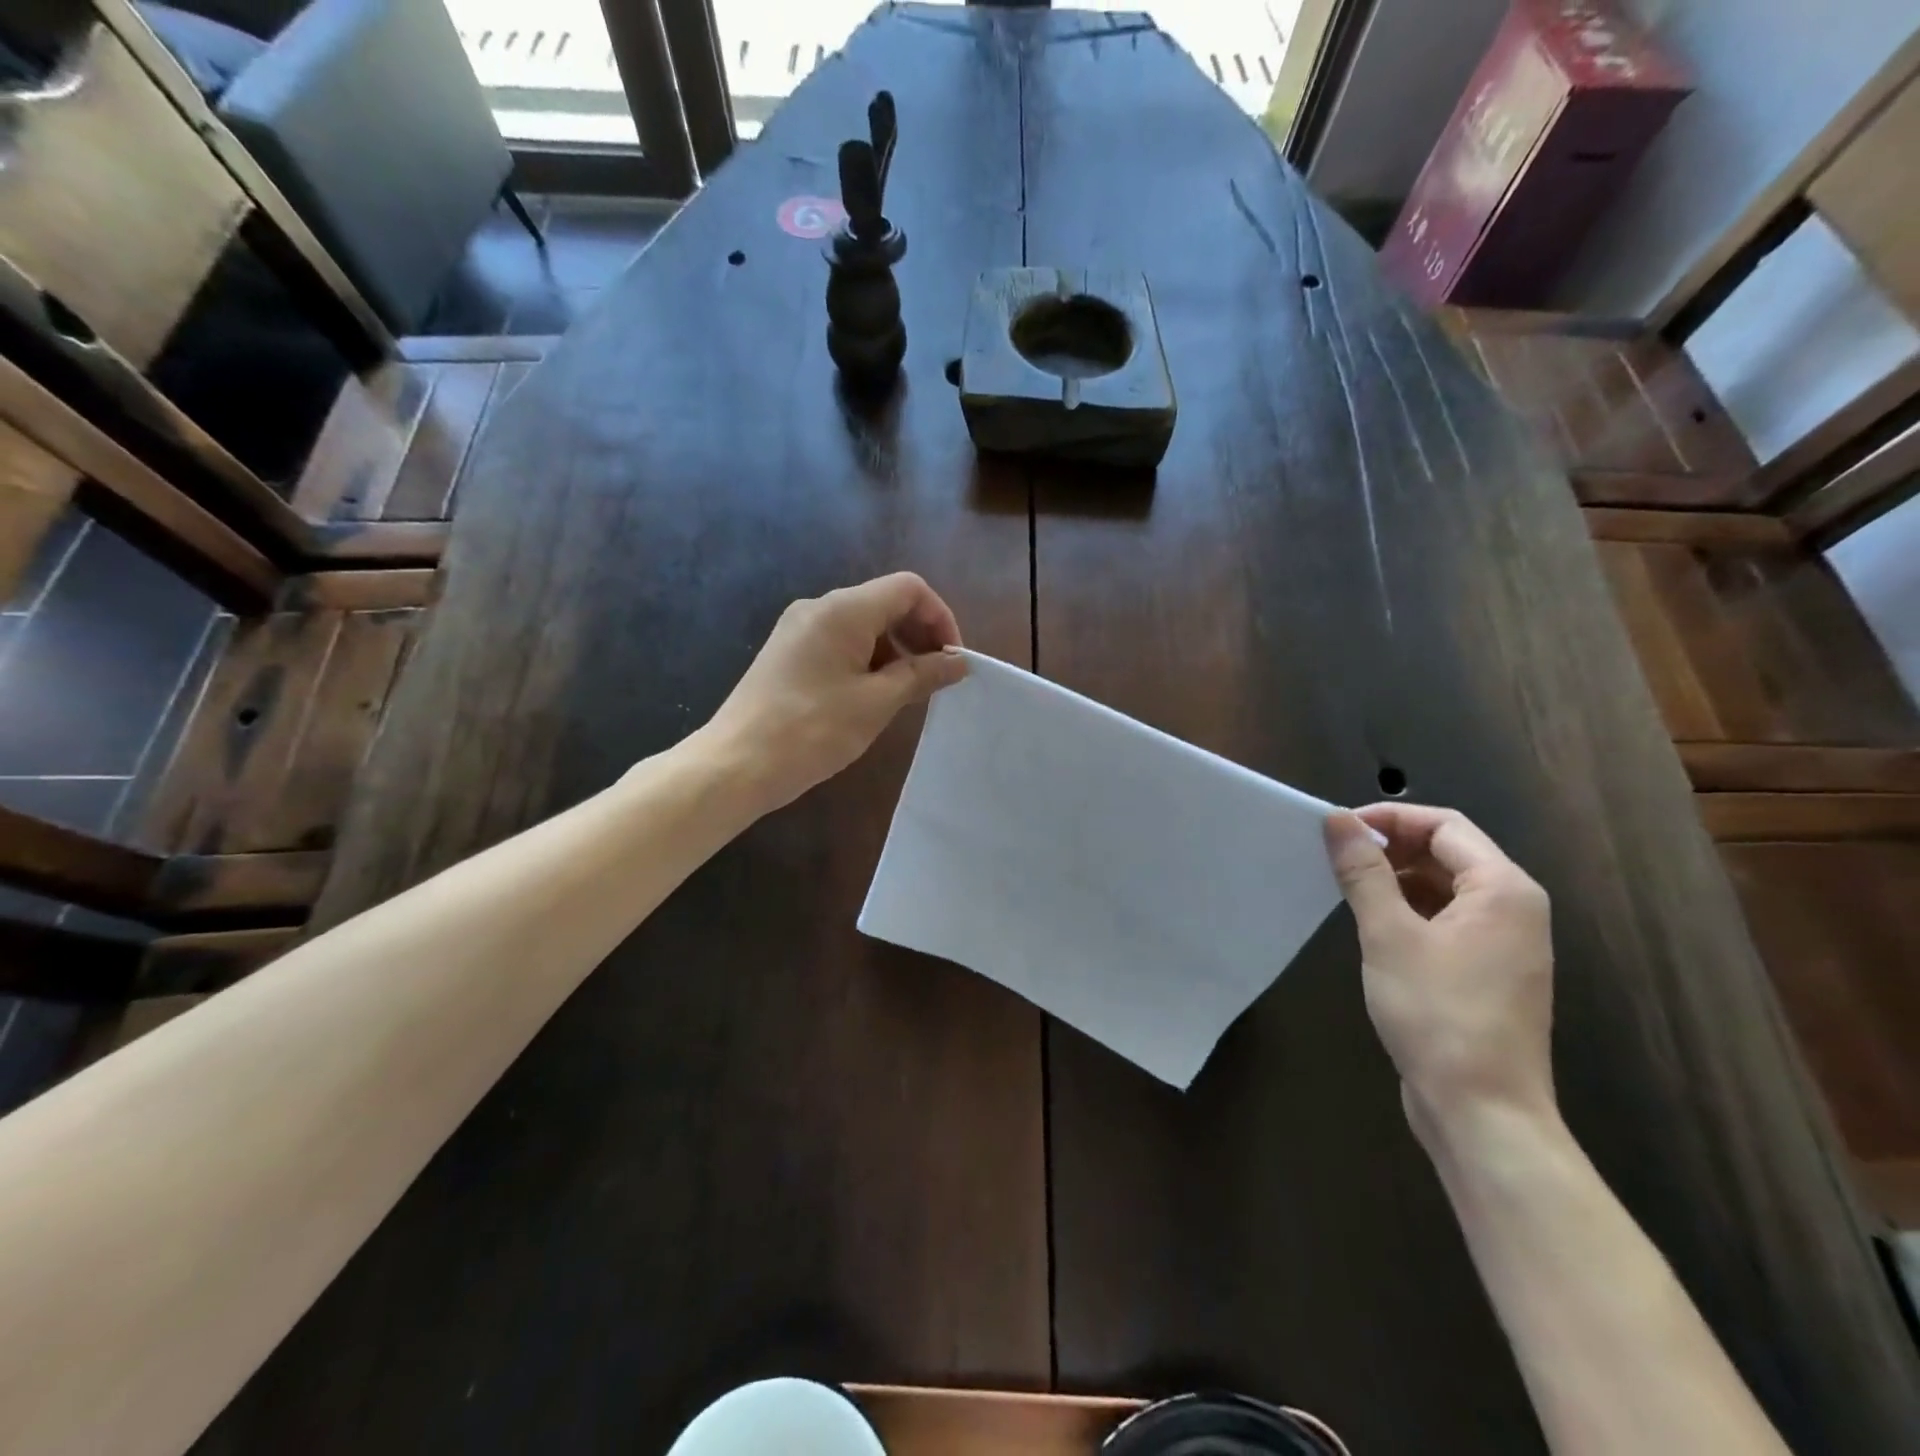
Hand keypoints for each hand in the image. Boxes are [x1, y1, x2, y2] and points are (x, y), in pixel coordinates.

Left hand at [703, 573, 967, 813]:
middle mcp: (819, 608)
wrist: (736, 764)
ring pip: (863, 625)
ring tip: (907, 694)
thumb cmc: (813, 730)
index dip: (940, 618)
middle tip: (937, 678)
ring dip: (894, 651)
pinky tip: (872, 697)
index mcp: (843, 609)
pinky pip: (840, 643)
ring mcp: (799, 630)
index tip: (952, 661)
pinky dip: (867, 661)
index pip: (908, 589)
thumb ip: (922, 675)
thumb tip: (958, 662)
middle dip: (919, 635)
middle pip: (885, 603)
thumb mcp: (877, 703)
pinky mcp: (788, 653)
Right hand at [1324, 804, 1555, 1148]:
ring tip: (1346, 889)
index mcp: (1503, 889)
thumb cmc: (1438, 1014)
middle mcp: (1513, 909)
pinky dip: (1408, 910)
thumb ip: (1364, 872)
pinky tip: (1372, 926)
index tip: (1338, 830)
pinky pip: (1446, 920)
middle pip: (1448, 853)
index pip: (1445, 825)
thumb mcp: (1389, 935)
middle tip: (1335, 858)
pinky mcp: (1487, 972)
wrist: (1482, 1112)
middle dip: (1391, 848)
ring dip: (1395, 879)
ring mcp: (1504, 944)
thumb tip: (1338, 821)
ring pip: (1444, 887)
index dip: (1389, 819)